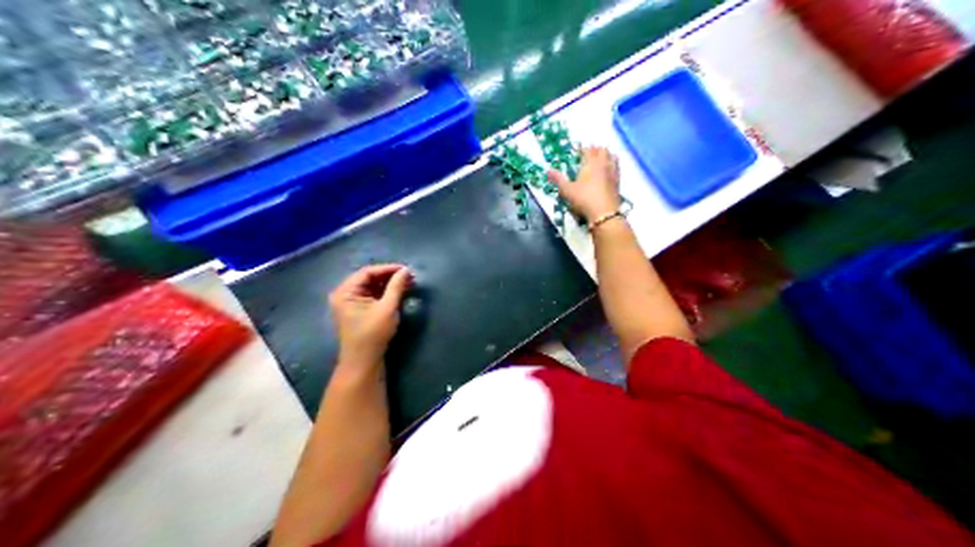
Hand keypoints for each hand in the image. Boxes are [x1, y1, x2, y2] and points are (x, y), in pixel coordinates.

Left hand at [329, 265, 411, 367]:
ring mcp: (350, 303)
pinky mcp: (358, 311)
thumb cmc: (373, 334)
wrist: (364, 362)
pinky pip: (372, 295)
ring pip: (371, 287)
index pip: (368, 272)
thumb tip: (406, 270)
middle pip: (369, 278)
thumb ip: (396, 287)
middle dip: (389, 276)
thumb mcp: (387, 308)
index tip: (407, 269)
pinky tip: (399, 292)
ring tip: (407, 283)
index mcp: (345, 291)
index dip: (388, 269)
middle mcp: (344, 294)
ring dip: (389, 284)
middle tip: (409, 276)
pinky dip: (385, 293)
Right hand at [548, 148, 616, 219]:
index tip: (577, 152)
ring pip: (613, 157)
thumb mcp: (567, 190)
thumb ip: (558, 179)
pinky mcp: (618, 182)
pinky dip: (613, 165)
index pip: (588, 150)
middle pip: (602, 150)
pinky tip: (608, 172)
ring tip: (600, 159)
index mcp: (591, 163)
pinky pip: (617, 168)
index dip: (582, 149)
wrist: (604, 213)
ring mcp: (613, 172)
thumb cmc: (584, 199)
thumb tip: (548, 170)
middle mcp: (603, 164)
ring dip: (606, 155)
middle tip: (588, 154)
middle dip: (595, 150)